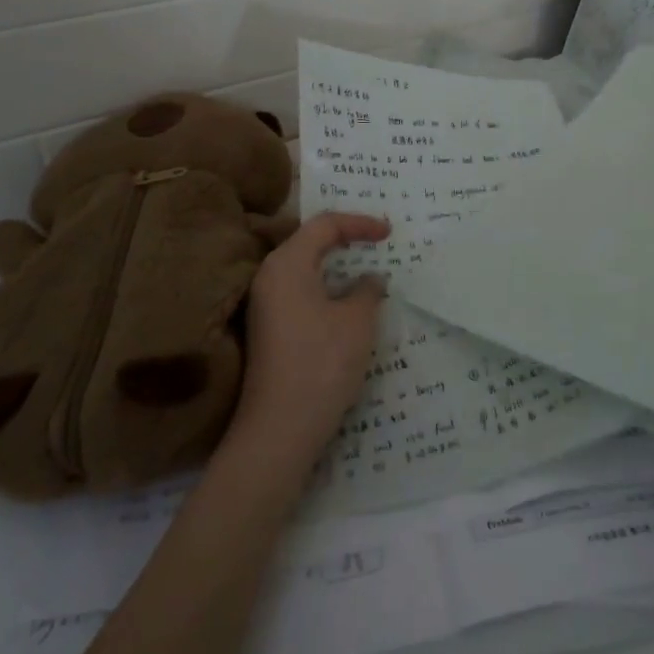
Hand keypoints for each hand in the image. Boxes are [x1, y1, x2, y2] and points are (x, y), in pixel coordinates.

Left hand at [227, 212, 388, 472]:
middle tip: (376, 242)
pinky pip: (300, 291)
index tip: (389, 233)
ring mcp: (265, 305)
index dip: (359, 223)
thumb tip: (370, 279)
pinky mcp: (268, 329)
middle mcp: (269, 276)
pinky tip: (346, 302)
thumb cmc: (321, 363)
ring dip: (335, 266)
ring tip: (366, 269)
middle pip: (309, 241)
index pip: (324, 225)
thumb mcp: (357, 321)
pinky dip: (325, 287)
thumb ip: (368, 290)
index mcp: (287, 263)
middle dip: (345, 238)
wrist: (279, 430)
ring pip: (304, 268)